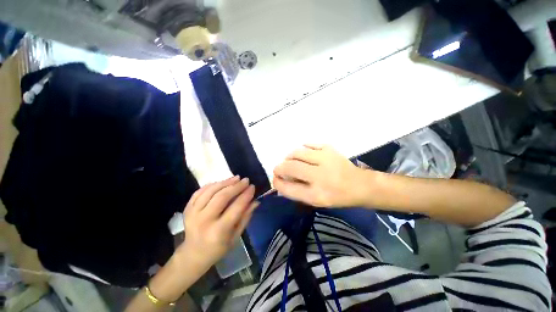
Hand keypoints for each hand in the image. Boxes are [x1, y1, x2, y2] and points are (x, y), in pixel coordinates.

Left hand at [180, 176, 257, 267]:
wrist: (193, 254)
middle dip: (236, 186)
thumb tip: (255, 201)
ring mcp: (193, 213)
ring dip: (225, 182)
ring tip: (236, 178)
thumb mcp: (236, 237)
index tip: (253, 187)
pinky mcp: (187, 209)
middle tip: (246, 180)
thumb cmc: (218, 248)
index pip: (235, 208)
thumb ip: (245, 217)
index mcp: (218, 231)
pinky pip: (199, 191)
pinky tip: (222, 182)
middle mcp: (204, 221)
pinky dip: (212, 184)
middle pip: (222, 197)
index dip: (245, 195)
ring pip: (210, 191)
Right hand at [273, 144, 367, 207]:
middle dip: (279, 168)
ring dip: (288, 157)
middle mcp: (320, 176)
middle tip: (279, 169)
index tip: (275, 179)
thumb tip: (281, 181)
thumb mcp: (316, 201)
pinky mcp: (329, 148)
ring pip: (297, 153)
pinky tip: (303, 153)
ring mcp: (325, 159)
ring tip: (290, 161)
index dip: (277, 183)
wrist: (359, 185)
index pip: (288, 188)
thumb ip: (296, 192)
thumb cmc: (336, 196)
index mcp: (317, 194)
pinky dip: (301, 148)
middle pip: (290, 167)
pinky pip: (308, 144)